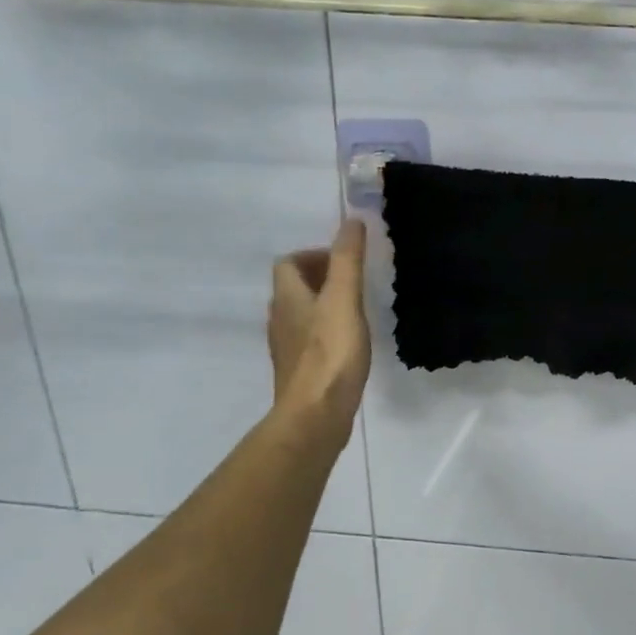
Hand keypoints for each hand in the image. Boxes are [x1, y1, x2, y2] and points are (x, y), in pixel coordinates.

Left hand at [268, 218, 371, 440]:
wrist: (316, 414)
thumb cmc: (331, 353)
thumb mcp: (344, 300)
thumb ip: (348, 260)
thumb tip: (351, 220)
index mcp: (287, 297)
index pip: (288, 263)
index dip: (313, 255)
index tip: (344, 261)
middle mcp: (280, 319)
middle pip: (293, 288)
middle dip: (320, 278)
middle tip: (354, 282)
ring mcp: (287, 347)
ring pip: (300, 314)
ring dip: (323, 305)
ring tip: (354, 309)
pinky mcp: (299, 370)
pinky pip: (308, 339)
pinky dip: (325, 331)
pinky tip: (348, 342)